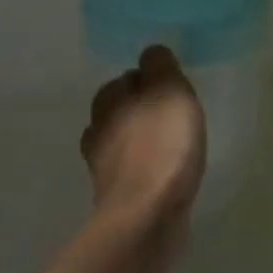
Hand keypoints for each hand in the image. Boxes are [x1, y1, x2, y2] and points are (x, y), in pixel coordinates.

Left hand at [84, 45, 206, 247]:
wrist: (146, 217)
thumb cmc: (161, 146)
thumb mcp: (170, 91)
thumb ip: (160, 66)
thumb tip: (150, 55)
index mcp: (108, 99)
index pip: (128, 77)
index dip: (151, 81)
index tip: (173, 92)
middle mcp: (98, 127)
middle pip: (122, 109)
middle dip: (142, 110)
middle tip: (174, 117)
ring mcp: (102, 165)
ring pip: (123, 141)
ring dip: (141, 141)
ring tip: (171, 146)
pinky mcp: (114, 196)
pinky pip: (131, 171)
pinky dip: (144, 169)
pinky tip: (163, 174)